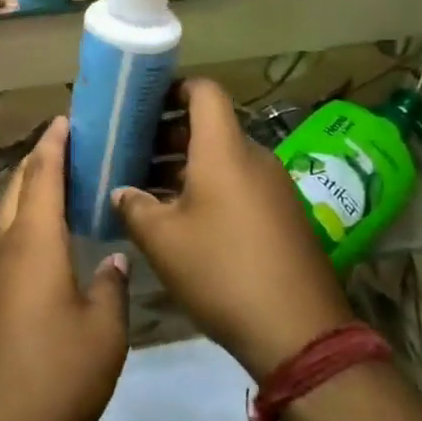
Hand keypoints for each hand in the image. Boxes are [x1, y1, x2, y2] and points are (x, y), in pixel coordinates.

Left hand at [0, 118, 128, 420]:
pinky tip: (48, 239)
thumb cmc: (55, 374)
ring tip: (64, 184)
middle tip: (73, 145)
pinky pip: (6, 239)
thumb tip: (113, 259)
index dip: (54, 142)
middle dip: (41, 160)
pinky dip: (26, 221)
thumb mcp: (104, 331)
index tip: (66, 119)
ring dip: (31, 190)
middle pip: (19, 185)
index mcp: (33, 239)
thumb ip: (112, 286)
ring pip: (8, 212)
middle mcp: (4, 244)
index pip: (42, 173)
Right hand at [114, 80, 352, 381]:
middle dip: (167, 135)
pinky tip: (180, 220)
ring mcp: (273, 188)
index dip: (173, 89)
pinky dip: (207, 190)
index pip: (204, 92)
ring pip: (222, 160)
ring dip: (184, 167)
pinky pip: (238, 186)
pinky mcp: (283, 217)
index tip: (141, 105)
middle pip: (209, 127)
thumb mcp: (162, 240)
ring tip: (146, 189)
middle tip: (130, 152)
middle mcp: (253, 158)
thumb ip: (134, 206)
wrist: (299, 332)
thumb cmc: (221, 270)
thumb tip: (122, 192)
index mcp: (224, 150)